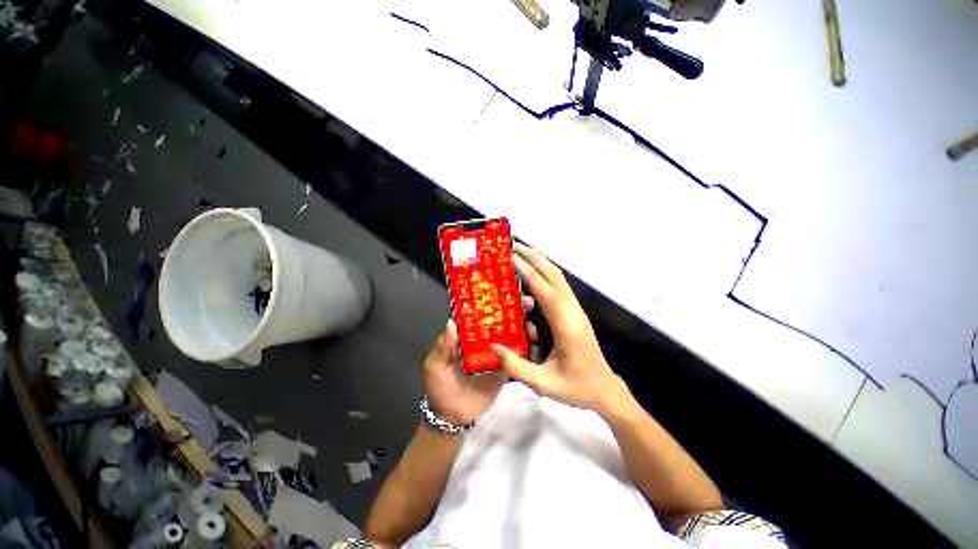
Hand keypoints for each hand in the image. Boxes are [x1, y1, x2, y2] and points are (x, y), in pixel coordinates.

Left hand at [424, 296, 537, 424]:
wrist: (454, 416)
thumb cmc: (440, 387)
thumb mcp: (434, 366)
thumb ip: (442, 346)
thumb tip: (450, 322)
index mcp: (466, 336)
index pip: (479, 315)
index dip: (490, 303)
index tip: (505, 291)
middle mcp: (483, 340)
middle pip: (499, 321)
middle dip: (513, 309)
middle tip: (526, 301)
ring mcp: (496, 353)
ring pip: (511, 335)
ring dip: (523, 326)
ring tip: (532, 320)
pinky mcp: (505, 368)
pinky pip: (516, 356)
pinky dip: (526, 347)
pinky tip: (535, 339)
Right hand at [492, 244, 624, 411]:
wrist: (605, 390)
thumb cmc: (576, 387)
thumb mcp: (543, 384)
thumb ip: (516, 367)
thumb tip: (493, 345)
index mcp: (566, 326)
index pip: (546, 292)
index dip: (529, 272)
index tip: (512, 257)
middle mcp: (573, 312)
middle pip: (555, 276)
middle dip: (535, 258)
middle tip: (514, 247)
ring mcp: (576, 310)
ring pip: (559, 278)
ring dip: (541, 263)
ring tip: (522, 254)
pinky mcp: (575, 312)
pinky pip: (560, 286)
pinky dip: (546, 274)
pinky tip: (533, 274)